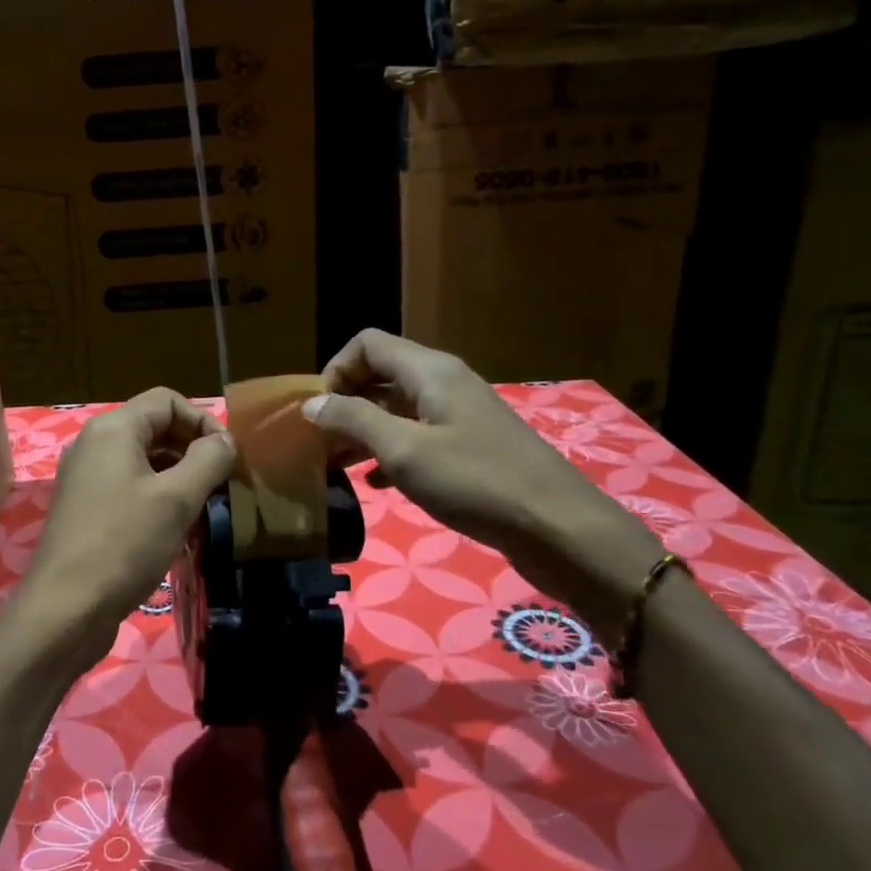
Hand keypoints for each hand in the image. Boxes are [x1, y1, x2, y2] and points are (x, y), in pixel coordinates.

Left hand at [15, 388, 234, 675]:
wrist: (65, 610)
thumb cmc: (124, 545)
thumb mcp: (177, 499)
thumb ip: (208, 459)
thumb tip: (225, 440)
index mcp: (112, 430)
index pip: (167, 400)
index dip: (203, 421)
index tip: (227, 457)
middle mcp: (94, 445)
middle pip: (154, 427)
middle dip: (192, 448)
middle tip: (222, 482)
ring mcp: (86, 479)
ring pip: (143, 460)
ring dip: (178, 474)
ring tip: (204, 505)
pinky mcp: (86, 510)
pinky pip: (129, 487)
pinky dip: (157, 496)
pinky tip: (176, 527)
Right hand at [303, 330, 661, 642]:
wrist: (557, 527)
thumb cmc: (474, 482)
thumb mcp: (404, 450)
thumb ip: (354, 420)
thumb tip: (313, 402)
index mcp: (429, 371)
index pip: (367, 344)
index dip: (335, 370)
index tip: (319, 412)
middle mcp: (444, 382)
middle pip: (380, 374)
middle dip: (345, 403)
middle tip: (320, 443)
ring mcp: (460, 414)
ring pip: (397, 408)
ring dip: (364, 431)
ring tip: (337, 465)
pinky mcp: (470, 446)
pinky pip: (418, 435)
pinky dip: (391, 451)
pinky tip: (376, 483)